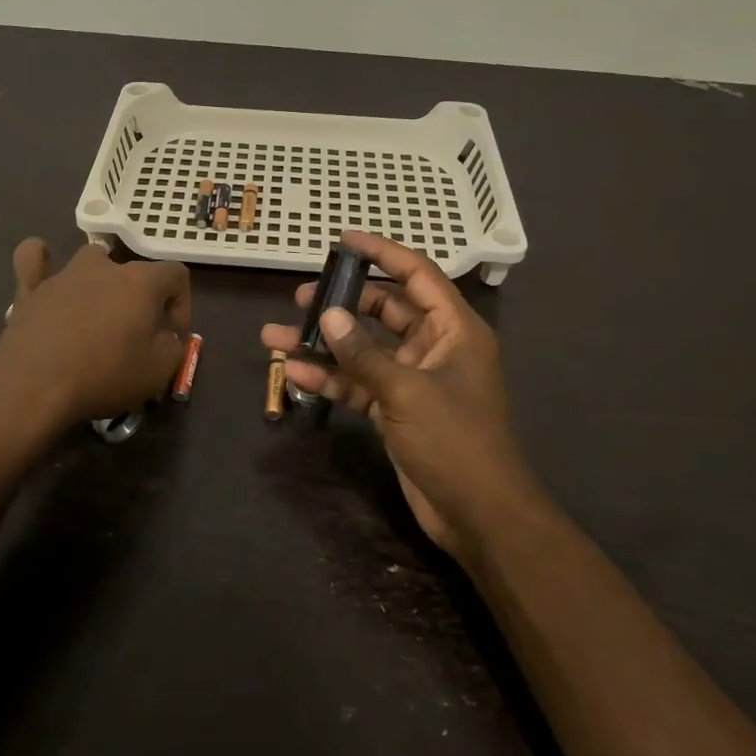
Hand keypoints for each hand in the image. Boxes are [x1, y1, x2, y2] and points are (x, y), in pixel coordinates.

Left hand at [0, 238, 190, 426]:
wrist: (34, 386)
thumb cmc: (105, 376)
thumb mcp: (160, 371)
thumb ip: (175, 347)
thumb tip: (168, 337)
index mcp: (141, 281)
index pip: (176, 275)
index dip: (181, 305)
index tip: (172, 337)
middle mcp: (105, 267)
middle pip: (135, 272)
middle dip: (142, 301)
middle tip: (137, 337)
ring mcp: (65, 274)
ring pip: (91, 261)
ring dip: (101, 282)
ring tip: (98, 314)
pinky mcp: (30, 289)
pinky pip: (33, 259)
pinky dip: (41, 261)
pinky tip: (45, 269)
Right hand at [260, 231, 534, 557]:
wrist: (479, 515)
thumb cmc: (455, 440)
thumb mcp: (407, 391)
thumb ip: (364, 354)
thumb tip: (328, 316)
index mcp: (454, 330)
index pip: (417, 275)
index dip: (382, 253)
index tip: (343, 240)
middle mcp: (435, 347)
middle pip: (384, 311)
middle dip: (342, 303)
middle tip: (299, 296)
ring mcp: (414, 379)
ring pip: (364, 349)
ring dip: (324, 344)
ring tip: (277, 336)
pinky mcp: (396, 409)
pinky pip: (359, 383)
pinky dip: (330, 378)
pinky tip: (292, 374)